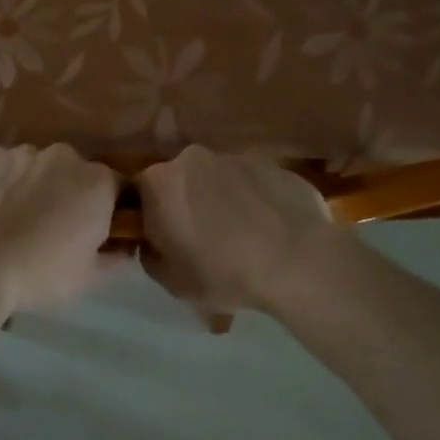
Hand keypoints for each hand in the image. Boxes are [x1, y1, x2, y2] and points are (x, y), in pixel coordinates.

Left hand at [0, 144, 120, 314]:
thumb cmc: (39, 275)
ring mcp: (25, 152)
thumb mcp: (88, 277)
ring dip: (38, 186)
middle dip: (71, 194)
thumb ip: (115, 256)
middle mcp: (65, 156)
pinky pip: (8, 167)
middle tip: (54, 229)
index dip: (110, 210)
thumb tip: (124, 246)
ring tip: (18, 221)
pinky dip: (6, 182)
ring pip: (40, 167)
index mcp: (97, 183)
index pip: (118, 188)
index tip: (96, 231)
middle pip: (77, 173)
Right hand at [137, 146, 336, 312]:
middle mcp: (191, 158)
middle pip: (181, 180)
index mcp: (159, 183)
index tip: (168, 241)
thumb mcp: (172, 282)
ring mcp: (233, 156)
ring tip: (244, 236)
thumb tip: (154, 243)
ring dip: (223, 200)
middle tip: (206, 239)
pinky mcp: (270, 163)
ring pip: (218, 178)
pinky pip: (253, 181)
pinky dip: (255, 199)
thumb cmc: (224, 273)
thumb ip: (150, 257)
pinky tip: (271, 229)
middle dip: (188, 204)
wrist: (297, 261)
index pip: (142, 194)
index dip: (153, 218)